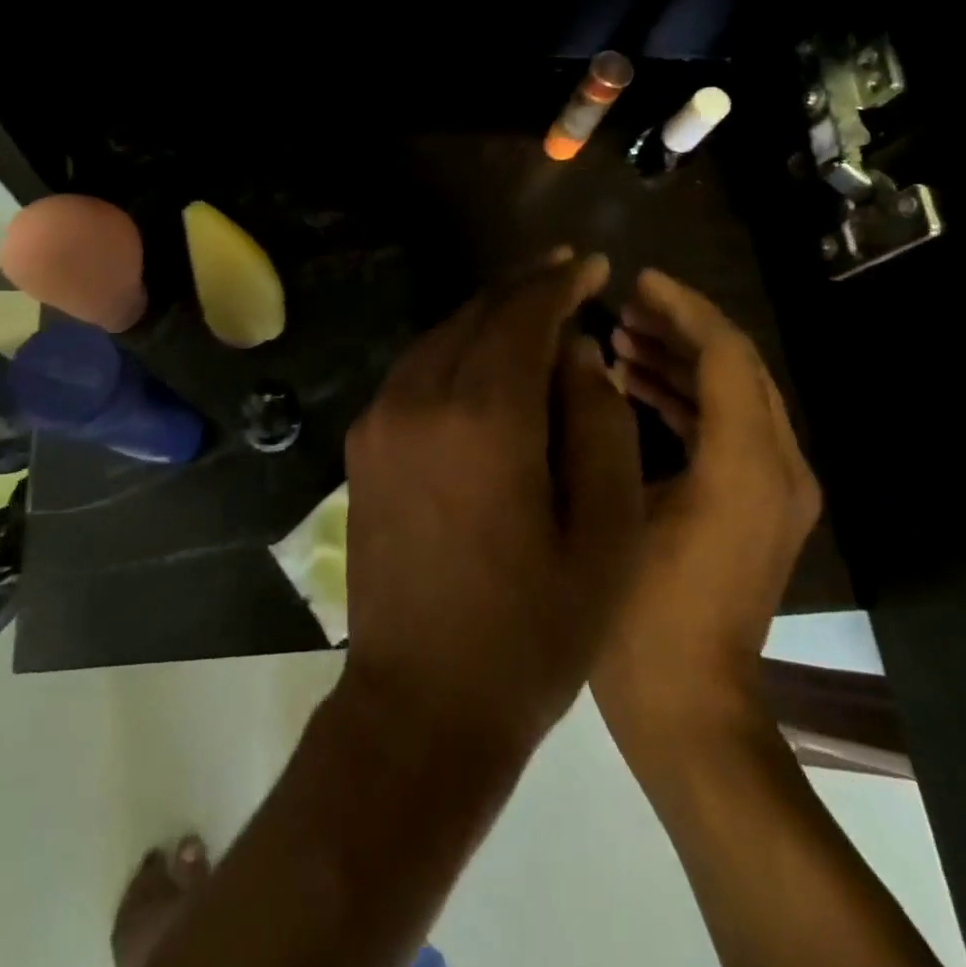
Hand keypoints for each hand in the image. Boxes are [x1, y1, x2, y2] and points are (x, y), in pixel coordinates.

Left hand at [341, 252, 646, 759]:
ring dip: (485, 318)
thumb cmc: (532, 630)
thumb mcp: (604, 531)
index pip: (523, 315)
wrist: (423, 702)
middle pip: (475, 315)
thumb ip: (597, 422)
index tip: (591, 264)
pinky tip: (482, 365)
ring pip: (439, 338)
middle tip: (564, 276)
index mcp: (484, 416)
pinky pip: (413, 373)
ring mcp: (379, 421)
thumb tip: (575, 352)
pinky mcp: (362, 447)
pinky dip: (453, 352)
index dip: (559, 283)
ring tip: (530, 314)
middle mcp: (419, 399)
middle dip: (522, 289)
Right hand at [595, 270, 822, 762]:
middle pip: (737, 368)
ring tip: (620, 341)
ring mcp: (774, 491)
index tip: (636, 280)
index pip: (727, 354)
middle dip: (680, 328)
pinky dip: (686, 401)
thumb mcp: (617, 507)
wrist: (689, 706)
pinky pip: (727, 431)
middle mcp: (779, 467)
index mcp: (749, 463)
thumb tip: (589, 364)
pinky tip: (633, 390)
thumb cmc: (641, 612)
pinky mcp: (756, 508)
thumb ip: (609, 428)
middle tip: (621, 306)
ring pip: (733, 398)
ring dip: (681, 362)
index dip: (682, 307)